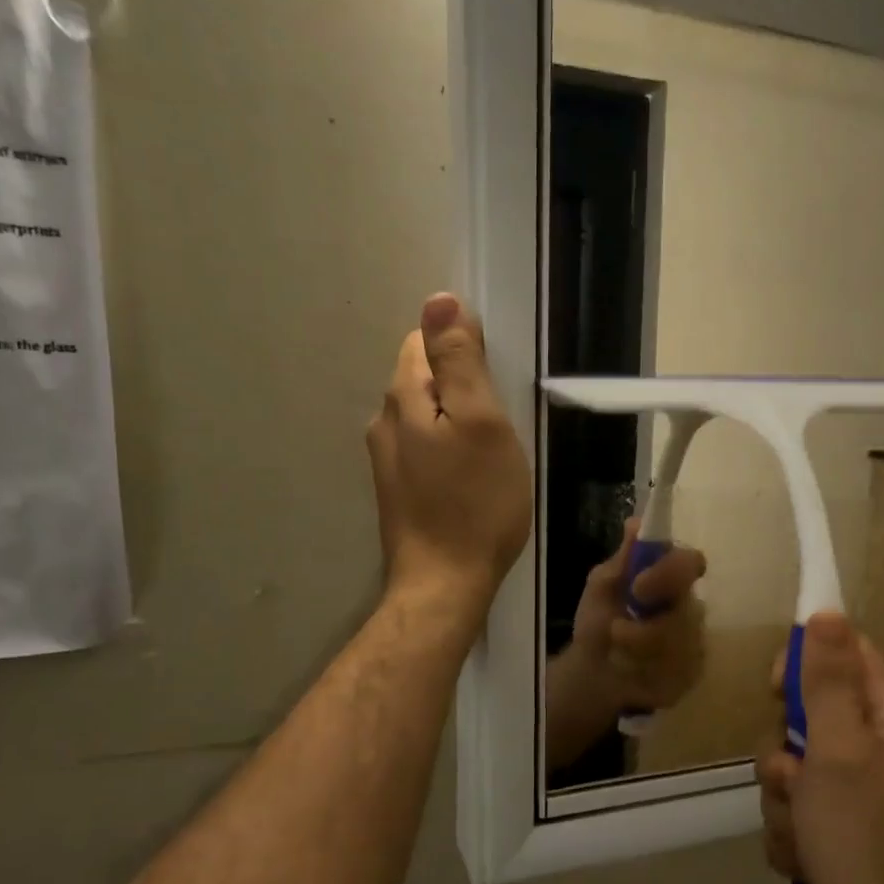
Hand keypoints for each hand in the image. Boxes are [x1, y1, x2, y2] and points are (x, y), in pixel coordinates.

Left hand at [365, 294, 531, 618]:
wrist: (444, 584)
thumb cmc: (475, 503)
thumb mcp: (481, 422)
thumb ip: (459, 361)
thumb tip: (440, 300)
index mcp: (403, 397)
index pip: (423, 341)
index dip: (462, 349)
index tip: (495, 384)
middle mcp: (384, 422)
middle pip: (422, 377)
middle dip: (460, 387)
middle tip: (500, 423)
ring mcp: (387, 460)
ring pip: (425, 416)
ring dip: (455, 421)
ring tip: (489, 453)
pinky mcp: (397, 490)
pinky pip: (425, 449)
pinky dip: (448, 450)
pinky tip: (470, 478)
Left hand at [570, 519, 708, 712]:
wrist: (592, 670)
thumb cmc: (599, 620)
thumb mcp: (602, 585)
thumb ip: (622, 559)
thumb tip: (636, 522)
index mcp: (671, 578)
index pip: (692, 563)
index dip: (670, 573)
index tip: (638, 587)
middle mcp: (690, 606)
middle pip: (686, 613)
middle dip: (644, 629)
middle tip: (615, 631)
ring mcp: (695, 642)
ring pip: (679, 648)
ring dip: (637, 652)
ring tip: (616, 654)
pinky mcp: (691, 674)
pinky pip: (677, 674)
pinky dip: (644, 675)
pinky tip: (631, 673)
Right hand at [757, 613, 883, 883]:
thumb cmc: (865, 836)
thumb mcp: (837, 749)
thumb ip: (827, 681)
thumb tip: (827, 611)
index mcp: (882, 712)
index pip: (840, 651)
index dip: (801, 663)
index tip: (778, 692)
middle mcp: (871, 742)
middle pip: (803, 713)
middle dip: (781, 752)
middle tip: (793, 778)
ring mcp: (855, 787)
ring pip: (789, 768)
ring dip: (782, 801)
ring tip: (804, 833)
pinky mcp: (841, 825)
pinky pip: (794, 810)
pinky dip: (792, 833)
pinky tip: (807, 859)